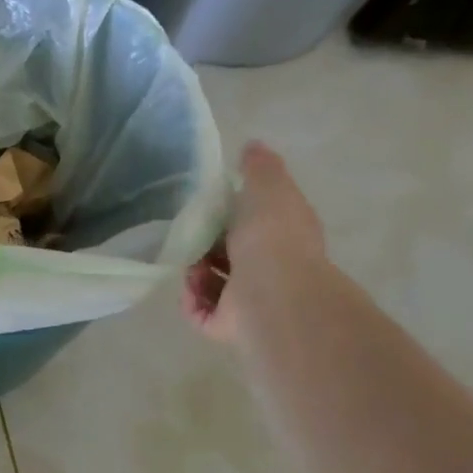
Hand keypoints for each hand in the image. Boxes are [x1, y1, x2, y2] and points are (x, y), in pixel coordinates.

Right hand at [184, 142, 325, 345]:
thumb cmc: (272, 236)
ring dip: (195, 272)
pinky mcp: (229, 326)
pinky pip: (201, 312)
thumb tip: (253, 146)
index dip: (233, 214)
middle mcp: (272, 271)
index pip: (257, 224)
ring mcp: (251, 302)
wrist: (273, 294)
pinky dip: (191, 299)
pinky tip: (190, 286)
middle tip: (189, 234)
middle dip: (206, 245)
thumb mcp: (268, 187)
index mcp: (284, 238)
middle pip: (231, 255)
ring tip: (188, 264)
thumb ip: (259, 167)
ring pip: (214, 284)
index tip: (210, 205)